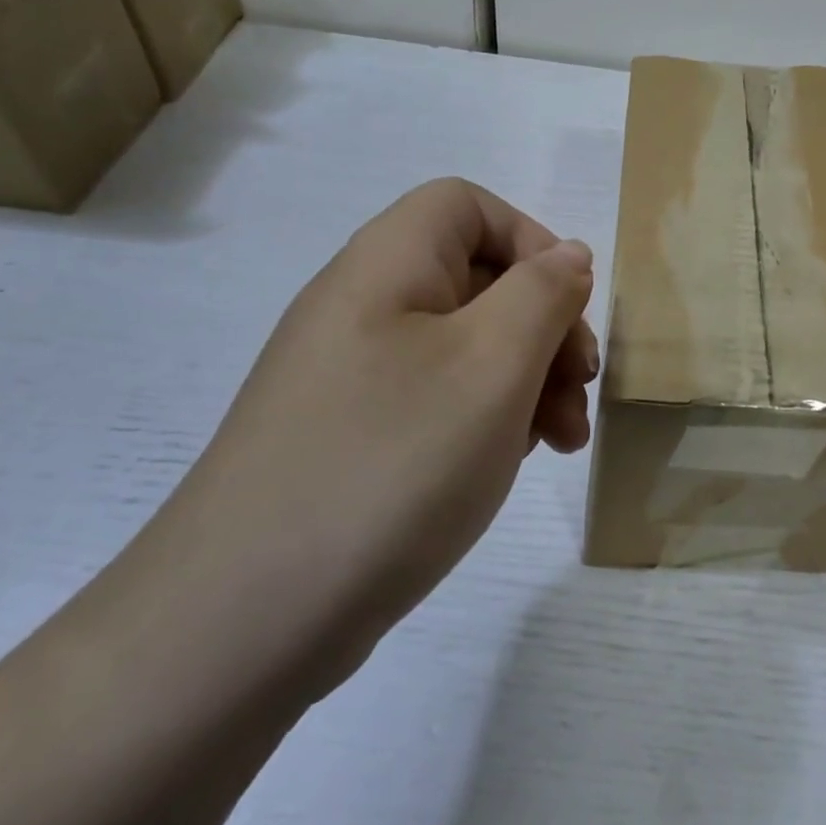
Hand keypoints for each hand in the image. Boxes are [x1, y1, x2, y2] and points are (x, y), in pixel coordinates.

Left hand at [159, 178, 597, 692]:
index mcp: (386, 266)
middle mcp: (362, 307)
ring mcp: (350, 376)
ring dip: (525, 379)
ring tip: (561, 441)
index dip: (529, 240)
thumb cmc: (391, 463)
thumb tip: (567, 255)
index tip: (569, 309)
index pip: (467, 205)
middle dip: (544, 326)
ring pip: (462, 346)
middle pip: (474, 278)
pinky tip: (507, 463)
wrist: (246, 619)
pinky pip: (435, 399)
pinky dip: (485, 417)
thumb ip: (543, 294)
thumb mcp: (493, 365)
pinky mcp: (350, 435)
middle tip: (579, 391)